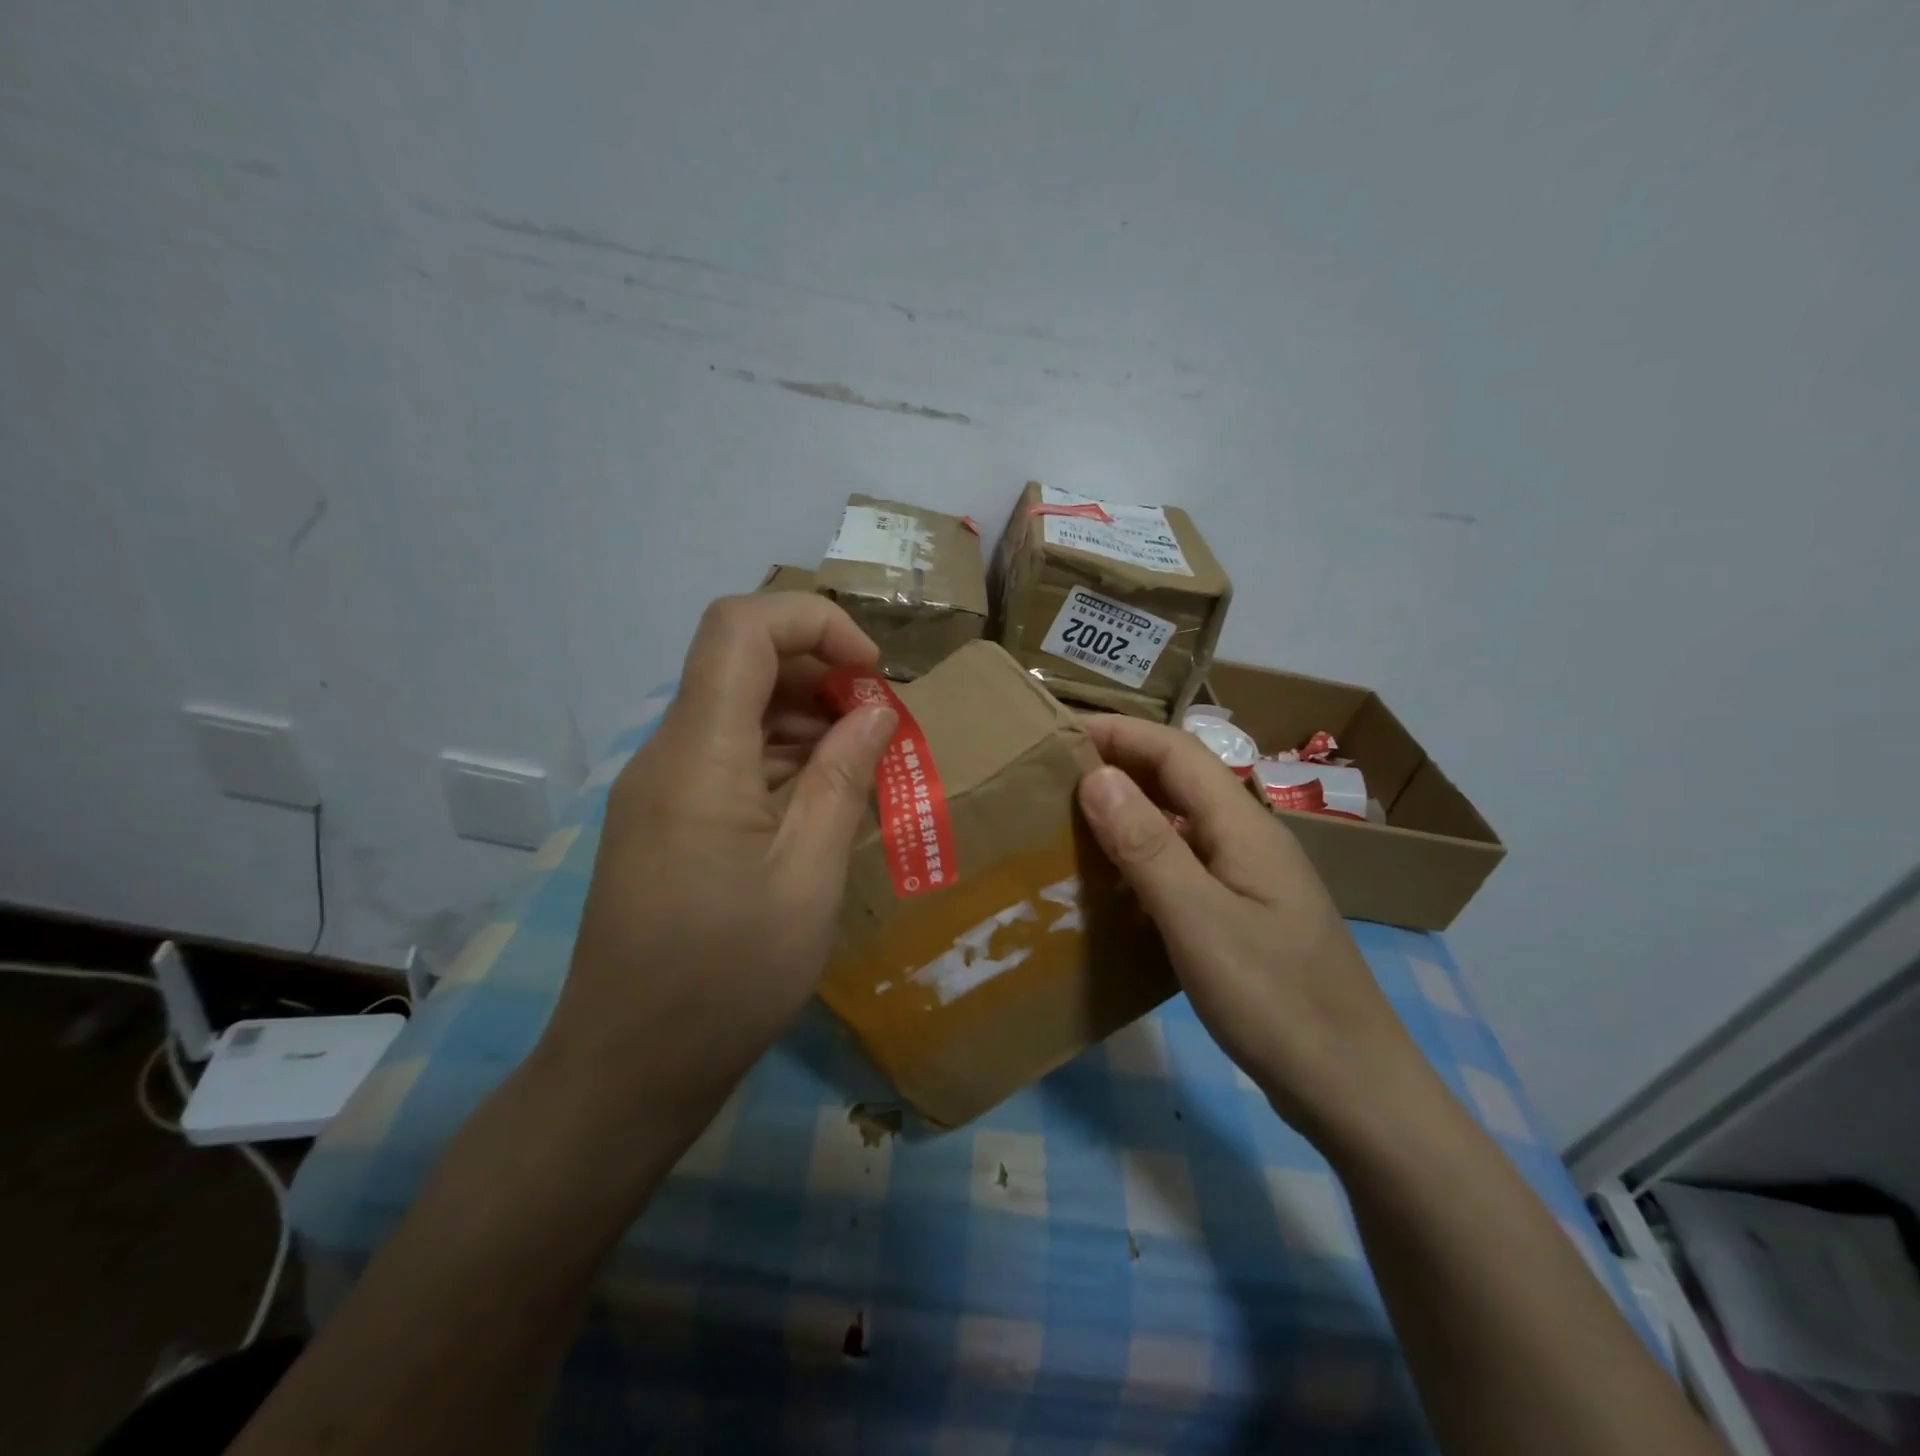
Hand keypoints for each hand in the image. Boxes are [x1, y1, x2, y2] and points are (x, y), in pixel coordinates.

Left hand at [535, 593, 896, 1139]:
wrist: (628, 1071)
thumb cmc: (727, 979)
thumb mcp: (809, 878)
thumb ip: (843, 778)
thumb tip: (875, 710)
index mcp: (698, 756)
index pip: (741, 627)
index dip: (814, 622)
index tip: (873, 672)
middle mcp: (668, 755)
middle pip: (739, 661)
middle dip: (820, 671)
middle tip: (880, 726)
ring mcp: (660, 788)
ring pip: (736, 709)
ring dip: (805, 718)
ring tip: (864, 765)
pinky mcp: (665, 821)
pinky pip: (727, 757)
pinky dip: (781, 758)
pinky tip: (822, 800)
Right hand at [1076, 716, 1422, 1138]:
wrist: (1354, 1089)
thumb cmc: (1277, 1002)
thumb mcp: (1200, 921)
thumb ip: (1148, 847)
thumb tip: (1096, 776)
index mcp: (1245, 827)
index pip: (1176, 752)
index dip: (1120, 733)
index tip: (1061, 732)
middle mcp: (1250, 840)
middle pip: (1181, 780)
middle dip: (1121, 765)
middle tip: (1055, 775)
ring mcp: (1251, 879)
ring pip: (1182, 824)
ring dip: (1130, 812)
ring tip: (1072, 822)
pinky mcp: (1246, 916)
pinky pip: (1186, 866)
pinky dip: (1144, 859)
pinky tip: (1113, 886)